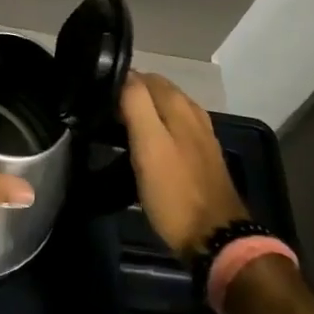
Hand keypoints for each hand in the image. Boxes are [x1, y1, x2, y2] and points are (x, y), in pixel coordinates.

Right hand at [119, 71, 249, 259]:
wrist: (216, 239)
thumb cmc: (175, 192)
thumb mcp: (149, 146)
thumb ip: (136, 104)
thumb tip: (123, 73)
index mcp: (179, 104)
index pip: (142, 76)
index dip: (118, 83)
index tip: (96, 99)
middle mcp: (193, 112)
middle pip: (156, 90)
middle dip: (130, 95)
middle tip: (102, 114)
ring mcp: (200, 135)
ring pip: (165, 110)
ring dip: (143, 112)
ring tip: (118, 129)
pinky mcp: (201, 157)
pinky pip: (174, 129)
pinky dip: (156, 129)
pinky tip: (145, 146)